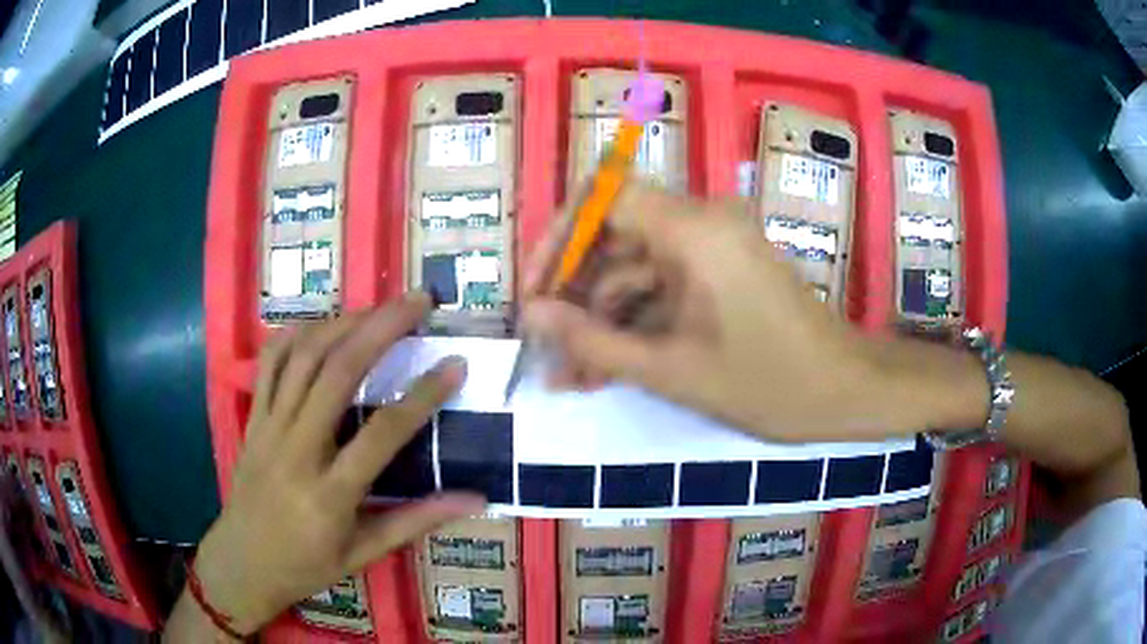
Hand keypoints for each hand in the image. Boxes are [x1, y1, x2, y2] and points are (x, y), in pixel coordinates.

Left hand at [193, 295, 484, 633]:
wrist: (241, 563)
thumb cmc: (305, 566)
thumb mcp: (363, 554)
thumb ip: (416, 521)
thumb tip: (474, 499)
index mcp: (330, 493)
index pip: (383, 434)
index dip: (424, 395)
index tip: (456, 363)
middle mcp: (296, 450)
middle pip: (338, 373)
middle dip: (382, 328)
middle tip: (418, 302)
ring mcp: (268, 428)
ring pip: (303, 358)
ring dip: (343, 322)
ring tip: (379, 307)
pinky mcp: (252, 419)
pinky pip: (270, 363)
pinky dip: (297, 335)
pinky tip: (323, 326)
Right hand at [523, 183, 919, 441]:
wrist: (845, 391)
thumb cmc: (769, 383)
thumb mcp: (671, 370)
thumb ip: (593, 340)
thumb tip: (532, 316)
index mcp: (695, 228)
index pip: (604, 196)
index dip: (560, 237)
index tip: (537, 290)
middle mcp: (702, 221)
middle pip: (615, 234)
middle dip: (575, 291)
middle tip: (546, 345)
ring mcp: (713, 246)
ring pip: (636, 267)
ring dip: (601, 316)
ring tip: (570, 374)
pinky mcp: (720, 270)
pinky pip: (663, 284)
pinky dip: (634, 320)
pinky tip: (606, 367)